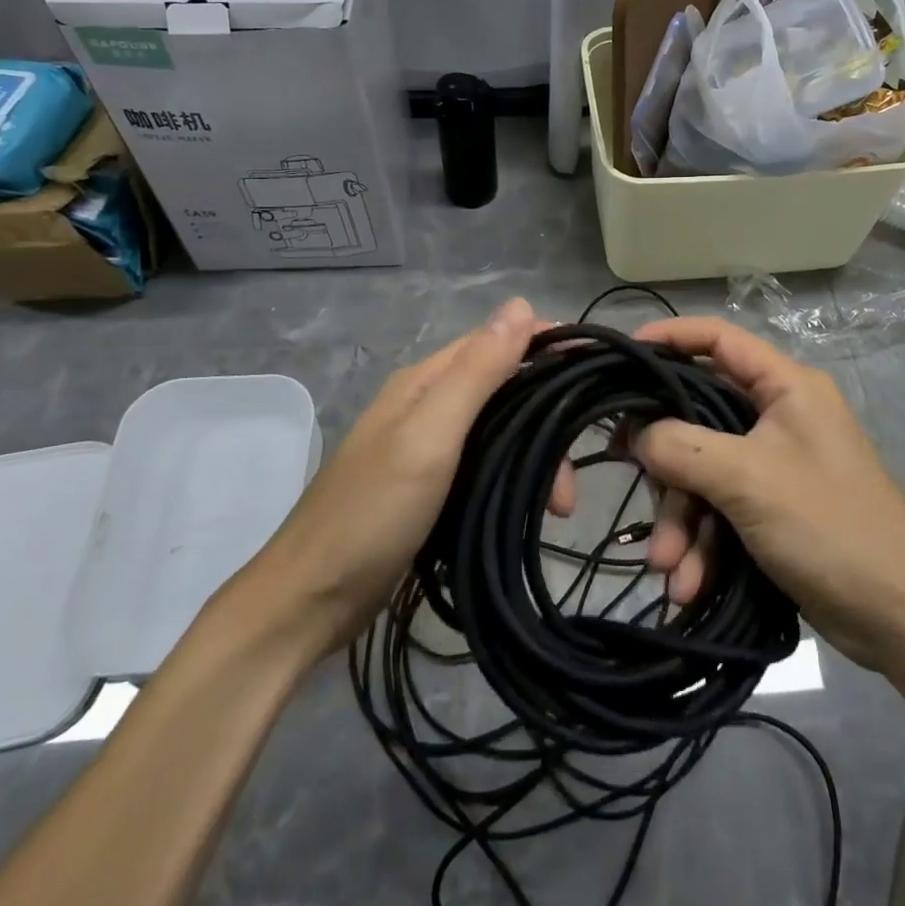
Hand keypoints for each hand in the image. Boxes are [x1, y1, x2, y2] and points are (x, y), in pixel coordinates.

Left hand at [236, 298, 538, 660]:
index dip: (546, 346)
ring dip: (534, 458)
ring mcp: (427, 448)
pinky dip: (514, 479)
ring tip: (559, 508)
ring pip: (499, 431)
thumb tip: (520, 305)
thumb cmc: (371, 513)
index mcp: (425, 381)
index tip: (595, 364)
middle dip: (546, 420)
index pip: (497, 341)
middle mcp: (427, 405)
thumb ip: (476, 371)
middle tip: (571, 480)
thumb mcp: (429, 436)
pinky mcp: (430, 487)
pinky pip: (486, 466)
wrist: (309, 600)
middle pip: (504, 390)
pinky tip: (530, 507)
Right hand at [628, 316, 904, 669]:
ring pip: (703, 474)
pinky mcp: (770, 509)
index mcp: (786, 387)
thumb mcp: (748, 480)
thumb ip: (682, 447)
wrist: (900, 620)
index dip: (671, 337)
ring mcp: (774, 465)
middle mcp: (778, 417)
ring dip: (681, 521)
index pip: (720, 339)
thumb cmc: (830, 527)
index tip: (624, 354)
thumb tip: (635, 434)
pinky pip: (719, 511)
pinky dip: (701, 545)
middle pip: (699, 418)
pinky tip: (687, 585)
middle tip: (632, 485)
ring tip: (666, 569)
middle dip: (667, 468)